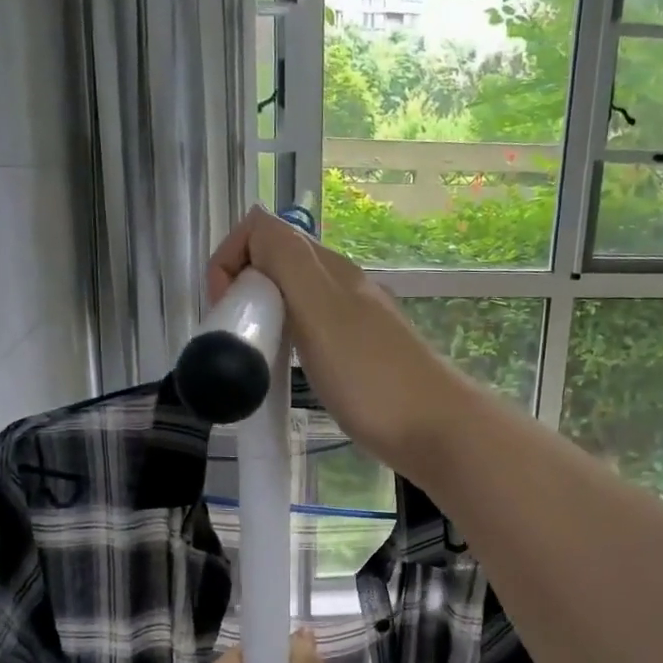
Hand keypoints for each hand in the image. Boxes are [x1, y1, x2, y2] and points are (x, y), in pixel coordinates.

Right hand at [207, 207, 472, 482]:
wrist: (437, 430)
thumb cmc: (371, 376)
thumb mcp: (320, 310)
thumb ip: (286, 262)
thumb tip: (254, 231)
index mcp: (329, 268)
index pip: (264, 232)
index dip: (231, 260)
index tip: (225, 309)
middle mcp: (342, 286)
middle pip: (277, 264)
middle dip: (243, 291)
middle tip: (237, 339)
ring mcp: (354, 321)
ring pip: (293, 299)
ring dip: (264, 318)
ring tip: (255, 358)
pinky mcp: (361, 356)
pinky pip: (310, 332)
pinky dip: (286, 343)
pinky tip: (286, 373)